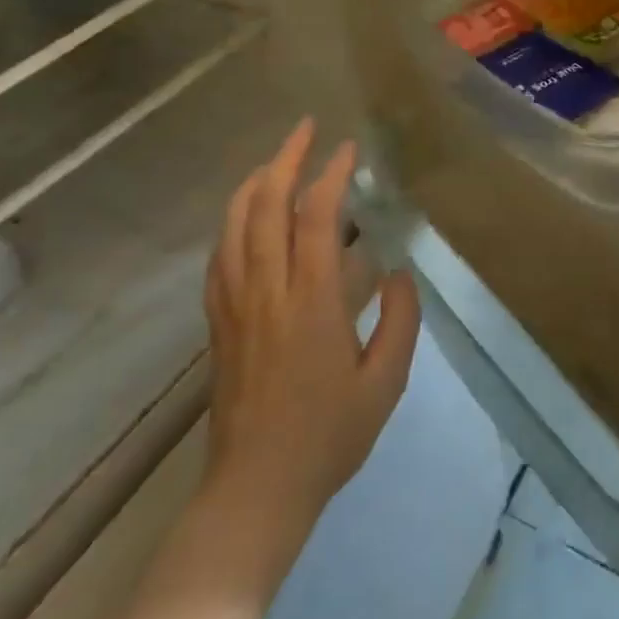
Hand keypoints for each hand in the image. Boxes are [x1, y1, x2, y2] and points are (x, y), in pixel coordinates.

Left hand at [198, 118, 419, 590]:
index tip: (349, 149)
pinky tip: (245, 214)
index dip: (331, 175)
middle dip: (285, 159)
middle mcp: (267, 291)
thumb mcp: (385, 382)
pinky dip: (232, 221)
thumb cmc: (329, 436)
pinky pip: (220, 256)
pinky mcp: (219, 322)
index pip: (316, 219)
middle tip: (306, 129)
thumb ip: (399, 320)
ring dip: (254, 182)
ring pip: (235, 225)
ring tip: (275, 159)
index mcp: (312, 303)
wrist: (257, 489)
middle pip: (266, 206)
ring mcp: (235, 305)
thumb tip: (397, 272)